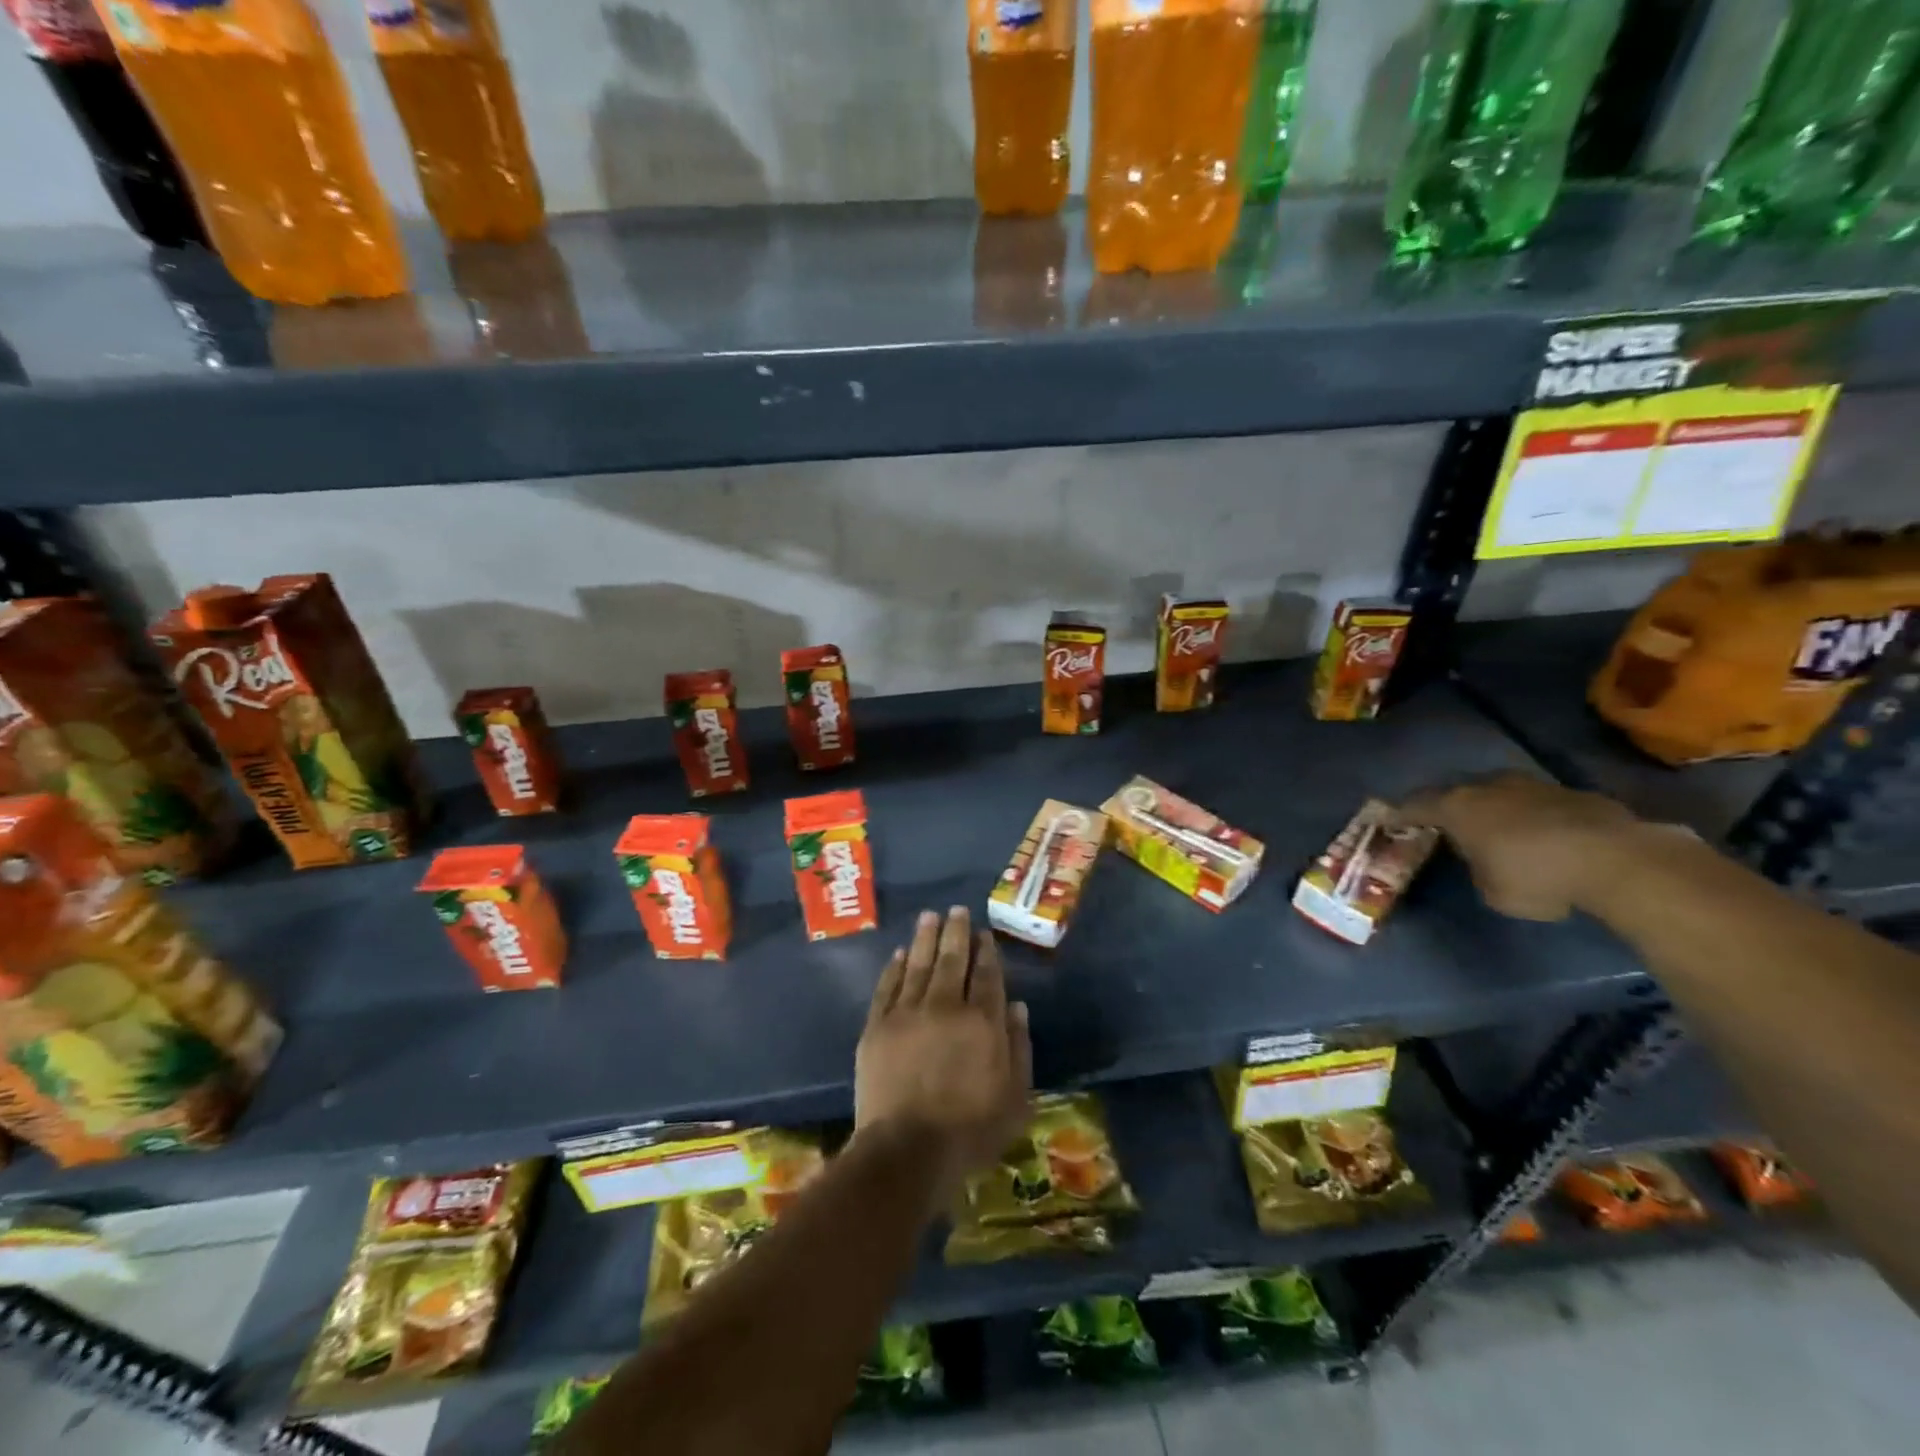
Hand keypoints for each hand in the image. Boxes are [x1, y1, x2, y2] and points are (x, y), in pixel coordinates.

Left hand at [855, 907, 1031, 1191]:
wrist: (907, 1151)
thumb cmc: (970, 1131)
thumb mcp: (1014, 1097)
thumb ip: (1018, 1048)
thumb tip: (1017, 1006)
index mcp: (981, 1021)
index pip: (986, 974)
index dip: (985, 951)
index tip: (984, 933)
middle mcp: (945, 1006)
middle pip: (951, 959)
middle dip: (955, 932)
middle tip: (955, 910)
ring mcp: (907, 1013)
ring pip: (917, 964)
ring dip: (924, 938)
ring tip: (929, 916)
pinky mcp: (877, 1026)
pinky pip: (887, 986)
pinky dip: (895, 967)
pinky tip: (900, 953)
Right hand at [1390, 773, 1643, 921]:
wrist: (1617, 860)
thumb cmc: (1537, 877)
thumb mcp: (1491, 890)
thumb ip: (1477, 868)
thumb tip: (1484, 860)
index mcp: (1457, 808)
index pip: (1414, 806)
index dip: (1399, 815)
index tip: (1387, 821)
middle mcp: (1488, 787)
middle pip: (1457, 793)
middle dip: (1448, 808)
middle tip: (1442, 824)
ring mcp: (1532, 785)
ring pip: (1499, 794)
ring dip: (1492, 809)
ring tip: (1492, 829)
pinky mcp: (1571, 793)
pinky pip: (1536, 803)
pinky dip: (1529, 817)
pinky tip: (1540, 836)